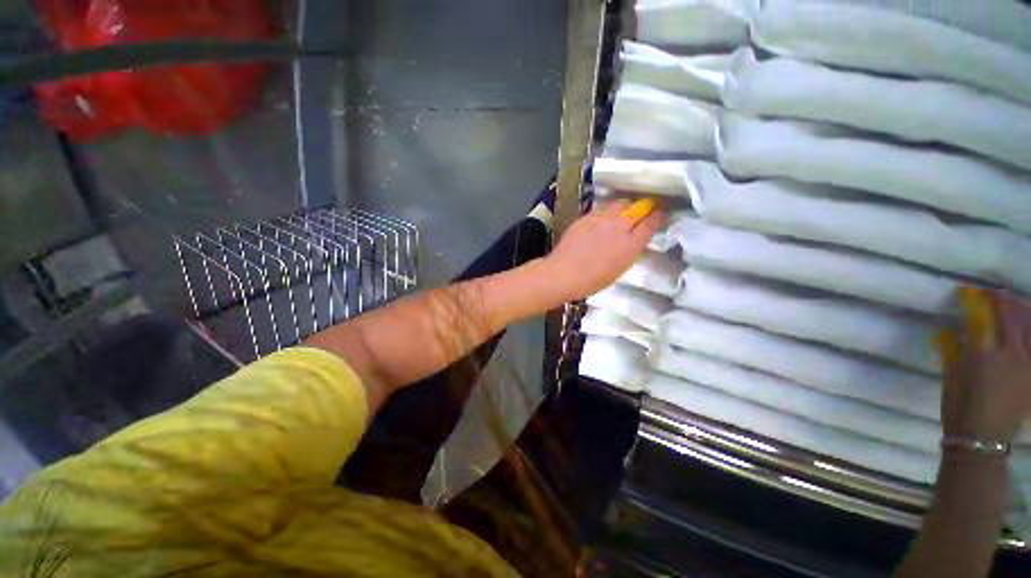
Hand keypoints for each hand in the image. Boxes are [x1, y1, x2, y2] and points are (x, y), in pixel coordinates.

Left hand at [543, 199, 661, 301]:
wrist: (564, 273)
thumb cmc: (592, 280)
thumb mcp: (619, 268)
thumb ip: (629, 250)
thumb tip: (634, 239)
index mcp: (630, 245)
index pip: (650, 224)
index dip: (656, 217)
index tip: (658, 214)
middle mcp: (619, 227)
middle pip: (637, 208)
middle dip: (642, 207)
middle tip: (642, 210)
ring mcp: (601, 219)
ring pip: (619, 204)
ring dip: (624, 207)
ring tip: (622, 212)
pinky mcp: (586, 217)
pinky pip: (601, 209)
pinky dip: (606, 211)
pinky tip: (602, 219)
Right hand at [941, 290, 1030, 442]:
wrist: (983, 437)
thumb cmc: (959, 405)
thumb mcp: (951, 375)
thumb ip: (953, 348)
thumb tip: (950, 326)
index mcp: (984, 353)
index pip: (983, 314)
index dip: (976, 299)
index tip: (967, 290)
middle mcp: (1011, 353)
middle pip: (1012, 315)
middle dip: (1002, 300)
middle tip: (992, 294)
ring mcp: (1028, 363)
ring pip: (1030, 327)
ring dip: (1022, 311)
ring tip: (1013, 304)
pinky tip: (1027, 328)